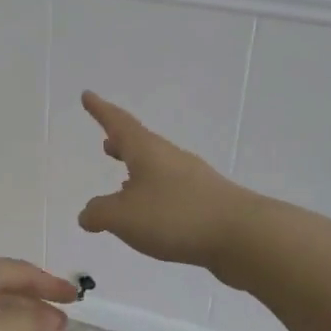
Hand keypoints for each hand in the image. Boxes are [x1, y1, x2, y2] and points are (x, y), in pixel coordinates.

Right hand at [77, 91, 257, 268]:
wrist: (243, 235)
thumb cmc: (176, 216)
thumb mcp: (124, 217)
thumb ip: (99, 213)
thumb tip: (87, 214)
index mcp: (147, 151)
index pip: (118, 123)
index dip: (100, 110)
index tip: (87, 95)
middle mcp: (170, 158)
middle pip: (141, 145)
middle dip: (121, 144)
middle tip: (106, 143)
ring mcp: (193, 180)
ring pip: (157, 169)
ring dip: (138, 172)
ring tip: (122, 184)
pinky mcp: (207, 203)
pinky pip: (171, 192)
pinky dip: (154, 196)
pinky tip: (151, 216)